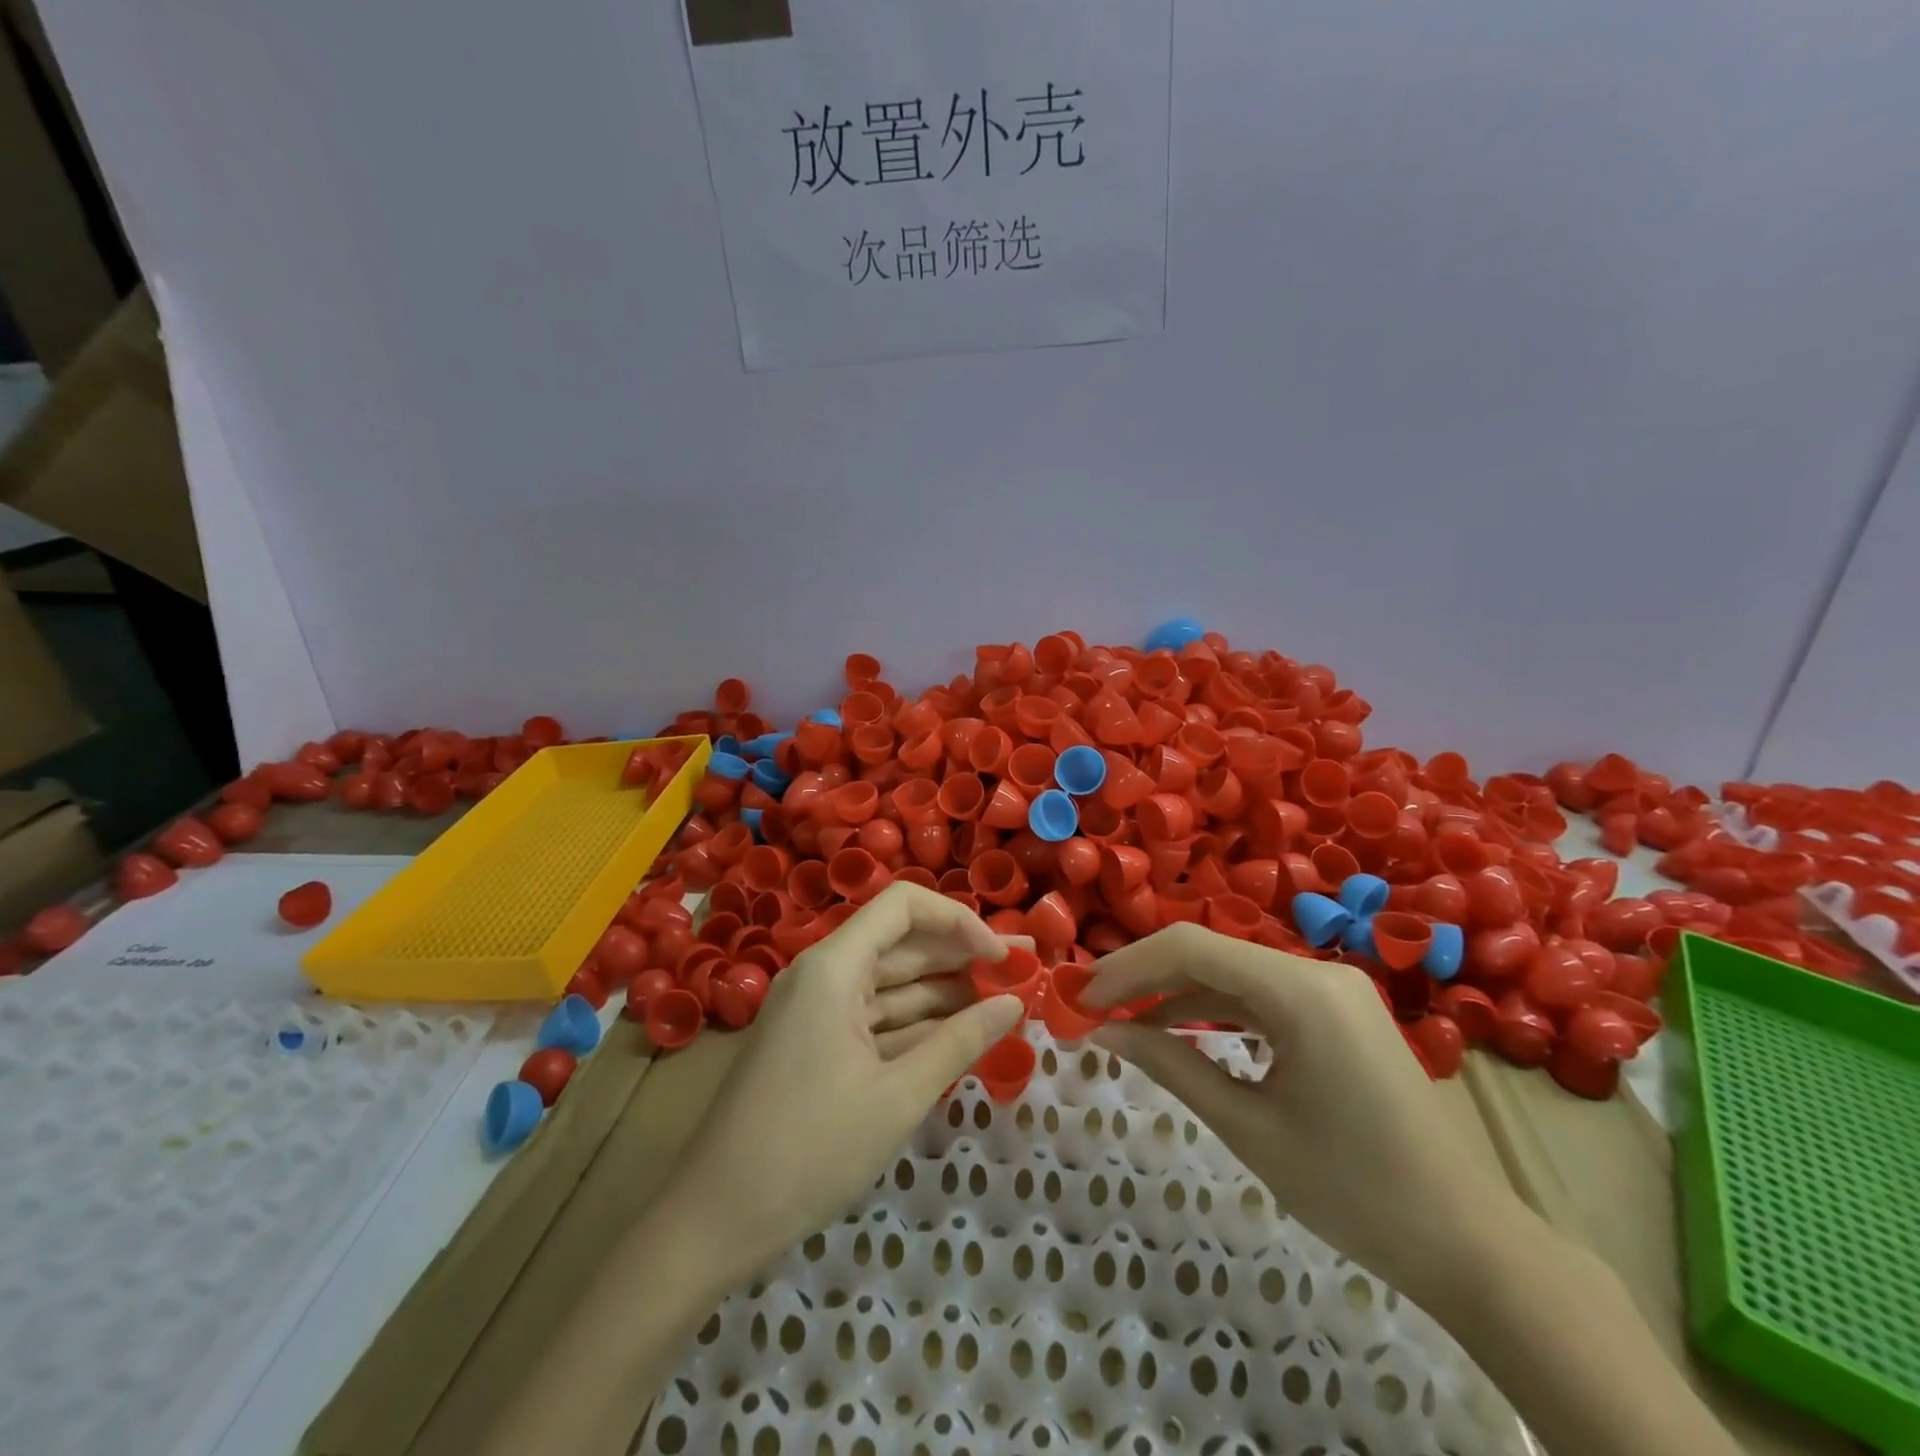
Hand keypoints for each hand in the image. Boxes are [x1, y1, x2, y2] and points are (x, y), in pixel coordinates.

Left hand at [665, 883, 1025, 1273]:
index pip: (903, 906)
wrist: (714, 1221)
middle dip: (963, 955)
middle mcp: (822, 974)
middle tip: (1024, 969)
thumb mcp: (898, 1097)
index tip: (1000, 957)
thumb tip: (1014, 1004)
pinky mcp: (815, 1042)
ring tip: (1004, 1001)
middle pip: (901, 944)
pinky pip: (874, 1018)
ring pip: (891, 984)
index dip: (958, 921)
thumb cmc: (810, 1150)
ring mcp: (816, 1009)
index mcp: (833, 967)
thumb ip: (960, 1042)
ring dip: (944, 992)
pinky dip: (915, 1024)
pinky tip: (959, 1034)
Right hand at [1083, 923, 1518, 1307]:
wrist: (1469, 1244)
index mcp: (1301, 991)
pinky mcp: (1338, 1012)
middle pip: (1209, 953)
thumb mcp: (1248, 1128)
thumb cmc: (1354, 1191)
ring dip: (1176, 993)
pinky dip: (1215, 1010)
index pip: (1190, 949)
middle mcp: (1317, 971)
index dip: (1127, 968)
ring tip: (1122, 1019)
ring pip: (1233, 972)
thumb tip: (1104, 1032)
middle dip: (1145, 977)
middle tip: (1090, 1006)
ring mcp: (1332, 989)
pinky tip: (1178, 1029)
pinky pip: (1261, 996)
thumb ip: (1171, 1066)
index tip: (1080, 997)